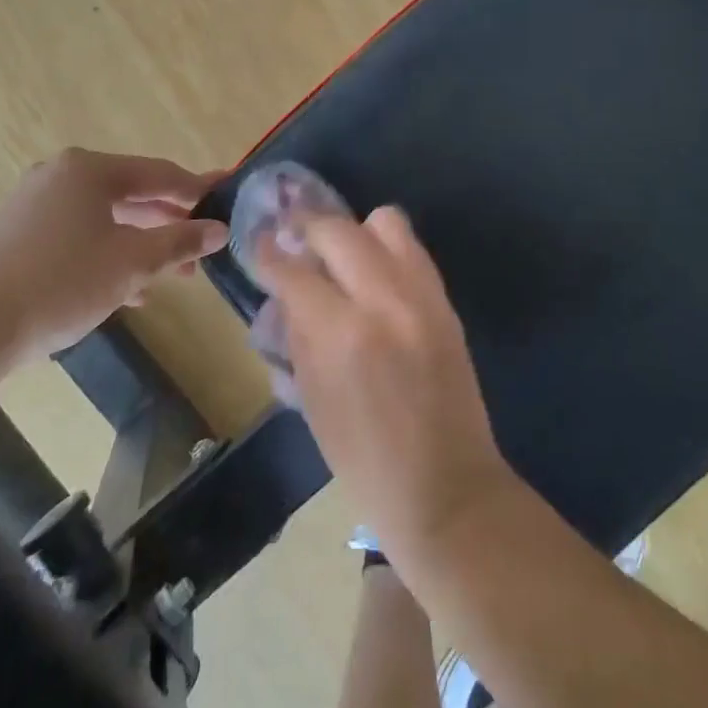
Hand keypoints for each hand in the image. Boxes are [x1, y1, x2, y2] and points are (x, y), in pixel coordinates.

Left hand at [0, 149, 228, 356]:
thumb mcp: (132, 262)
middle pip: (132, 195)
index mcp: (89, 170)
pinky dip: (109, 255)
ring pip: (106, 219)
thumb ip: (179, 242)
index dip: (197, 189)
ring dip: (143, 244)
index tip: (227, 195)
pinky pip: (80, 236)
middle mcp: (61, 177)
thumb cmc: (62, 282)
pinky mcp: (19, 236)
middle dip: (170, 223)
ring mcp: (36, 205)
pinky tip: (130, 291)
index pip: (159, 173)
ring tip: (174, 275)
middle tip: (203, 244)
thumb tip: (219, 230)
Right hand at [256, 207, 515, 570]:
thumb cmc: (365, 461)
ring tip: (342, 255)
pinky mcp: (445, 300)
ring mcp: (422, 294)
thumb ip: (298, 336)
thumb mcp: (313, 401)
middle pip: (337, 229)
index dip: (269, 253)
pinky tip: (374, 274)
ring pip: (385, 221)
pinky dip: (387, 249)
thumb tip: (285, 292)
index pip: (293, 271)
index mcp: (341, 335)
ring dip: (355, 231)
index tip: (259, 244)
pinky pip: (412, 248)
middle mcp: (383, 300)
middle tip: (294, 239)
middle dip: (307, 227)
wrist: (447, 486)